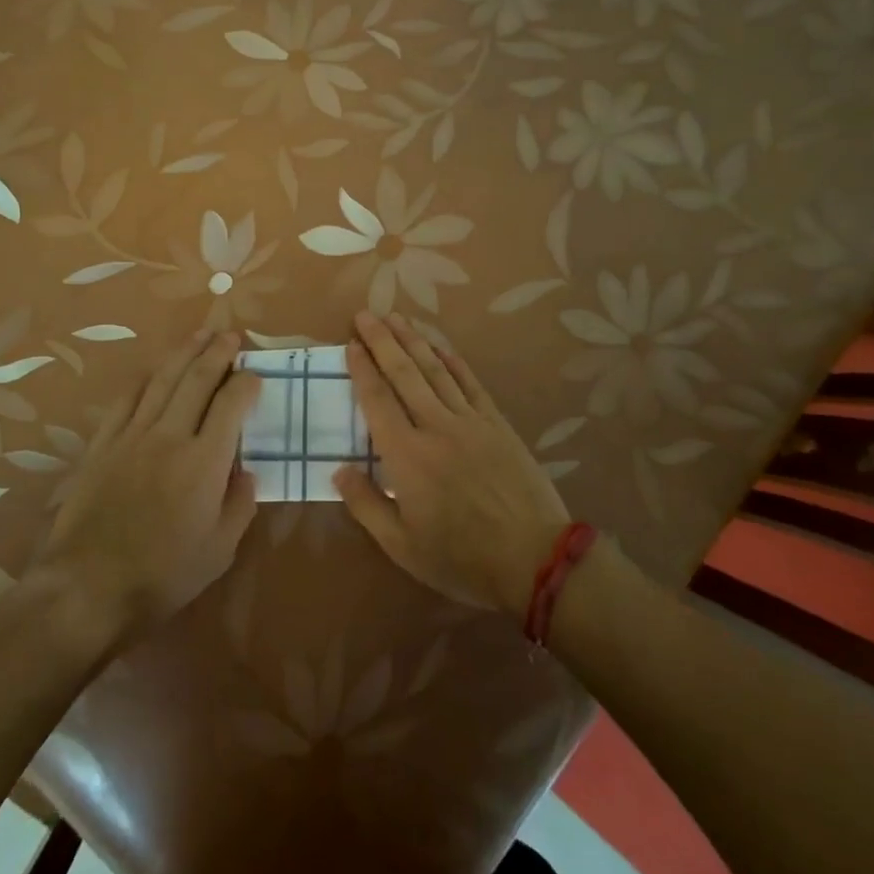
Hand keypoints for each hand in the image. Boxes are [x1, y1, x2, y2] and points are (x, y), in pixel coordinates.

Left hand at [31, 331, 259, 646]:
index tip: (255, 373)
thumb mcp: (219, 551)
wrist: (87, 587)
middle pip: (197, 379)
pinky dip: (144, 379)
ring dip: (184, 353)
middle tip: (231, 334)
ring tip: (201, 334)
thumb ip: (240, 505)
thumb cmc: (162, 575)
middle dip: (217, 352)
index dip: (246, 382)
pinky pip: (126, 400)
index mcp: (205, 461)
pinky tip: (153, 370)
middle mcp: (170, 436)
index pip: (231, 404)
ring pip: (162, 380)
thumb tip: (247, 471)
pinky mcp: (103, 444)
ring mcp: (132, 436)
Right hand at [335, 312, 571, 620]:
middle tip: (366, 314)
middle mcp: (435, 427)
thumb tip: (338, 470)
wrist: (535, 559)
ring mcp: (470, 421)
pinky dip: (454, 362)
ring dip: (414, 341)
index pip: (377, 400)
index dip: (362, 369)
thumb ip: (366, 506)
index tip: (350, 344)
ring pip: (436, 371)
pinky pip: (471, 384)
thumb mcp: (402, 546)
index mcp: (407, 456)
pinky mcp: (497, 424)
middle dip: (382, 341)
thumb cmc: (462, 558)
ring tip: (396, 317)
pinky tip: (441, 347)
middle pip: (404, 374)